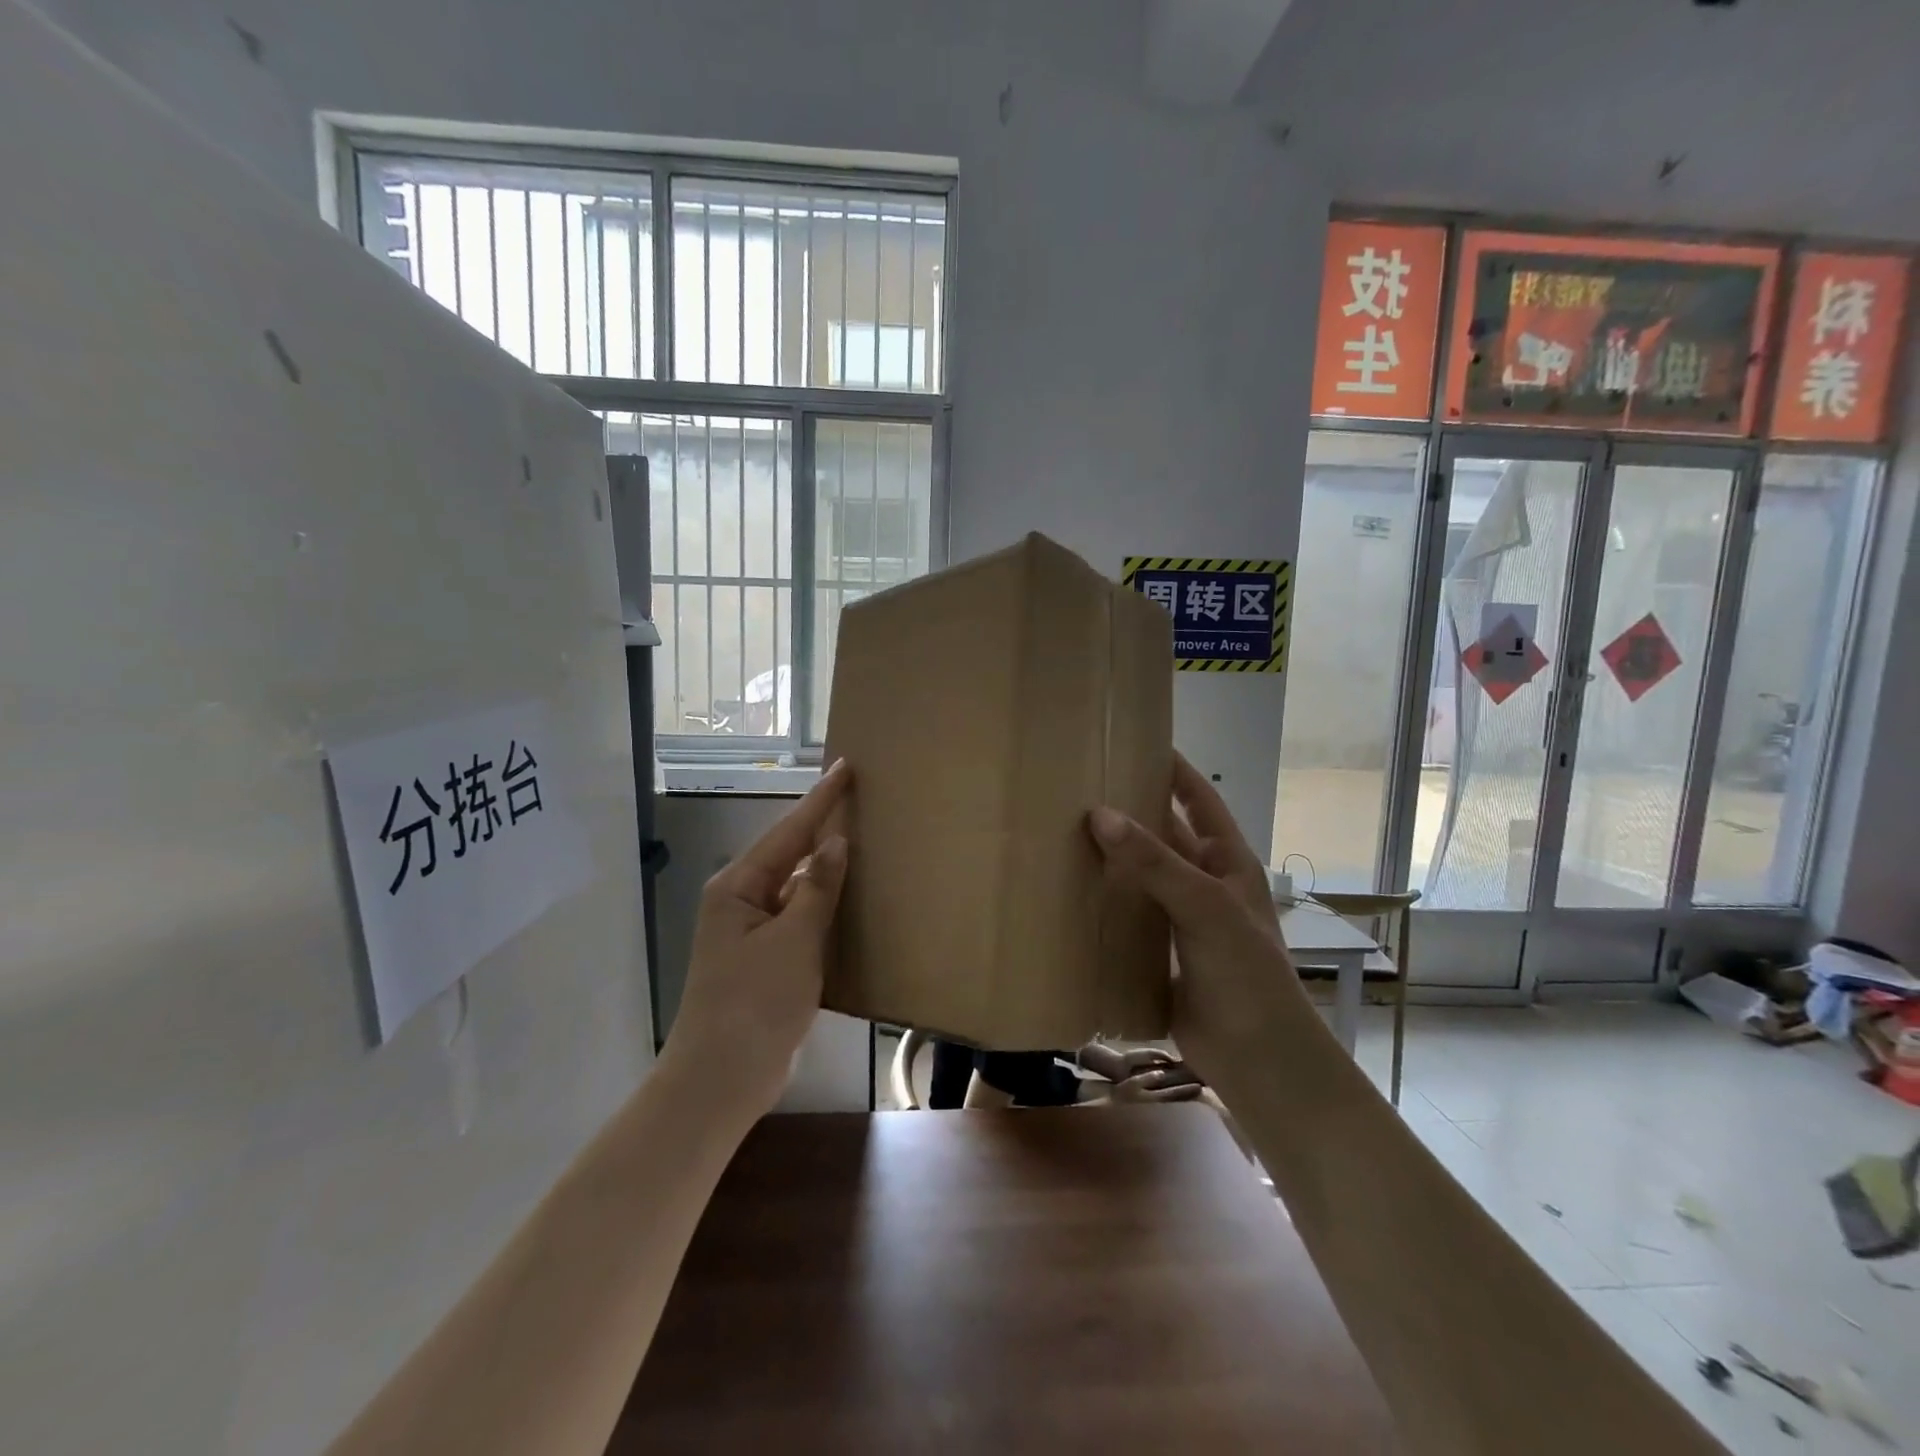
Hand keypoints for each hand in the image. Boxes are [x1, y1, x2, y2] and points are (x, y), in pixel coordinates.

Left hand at [662, 760, 851, 1122]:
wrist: (721, 1081)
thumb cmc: (753, 1004)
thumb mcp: (792, 941)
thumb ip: (817, 889)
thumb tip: (835, 842)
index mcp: (738, 887)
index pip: (788, 831)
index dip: (820, 799)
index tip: (846, 766)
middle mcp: (741, 902)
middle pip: (790, 855)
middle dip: (824, 829)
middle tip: (862, 801)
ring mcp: (753, 933)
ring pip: (798, 889)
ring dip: (828, 872)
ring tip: (866, 844)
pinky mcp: (767, 961)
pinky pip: (800, 921)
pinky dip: (826, 910)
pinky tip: (853, 904)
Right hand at [1087, 754, 1305, 1095]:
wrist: (1258, 1057)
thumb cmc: (1246, 972)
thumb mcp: (1205, 906)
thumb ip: (1155, 861)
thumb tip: (1100, 814)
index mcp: (1228, 861)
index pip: (1199, 799)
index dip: (1173, 769)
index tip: (1135, 741)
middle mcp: (1205, 883)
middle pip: (1165, 834)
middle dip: (1131, 811)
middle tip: (1081, 787)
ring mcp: (1182, 918)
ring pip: (1143, 875)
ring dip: (1113, 857)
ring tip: (1064, 831)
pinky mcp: (1161, 951)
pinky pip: (1129, 914)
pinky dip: (1105, 901)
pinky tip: (1070, 890)